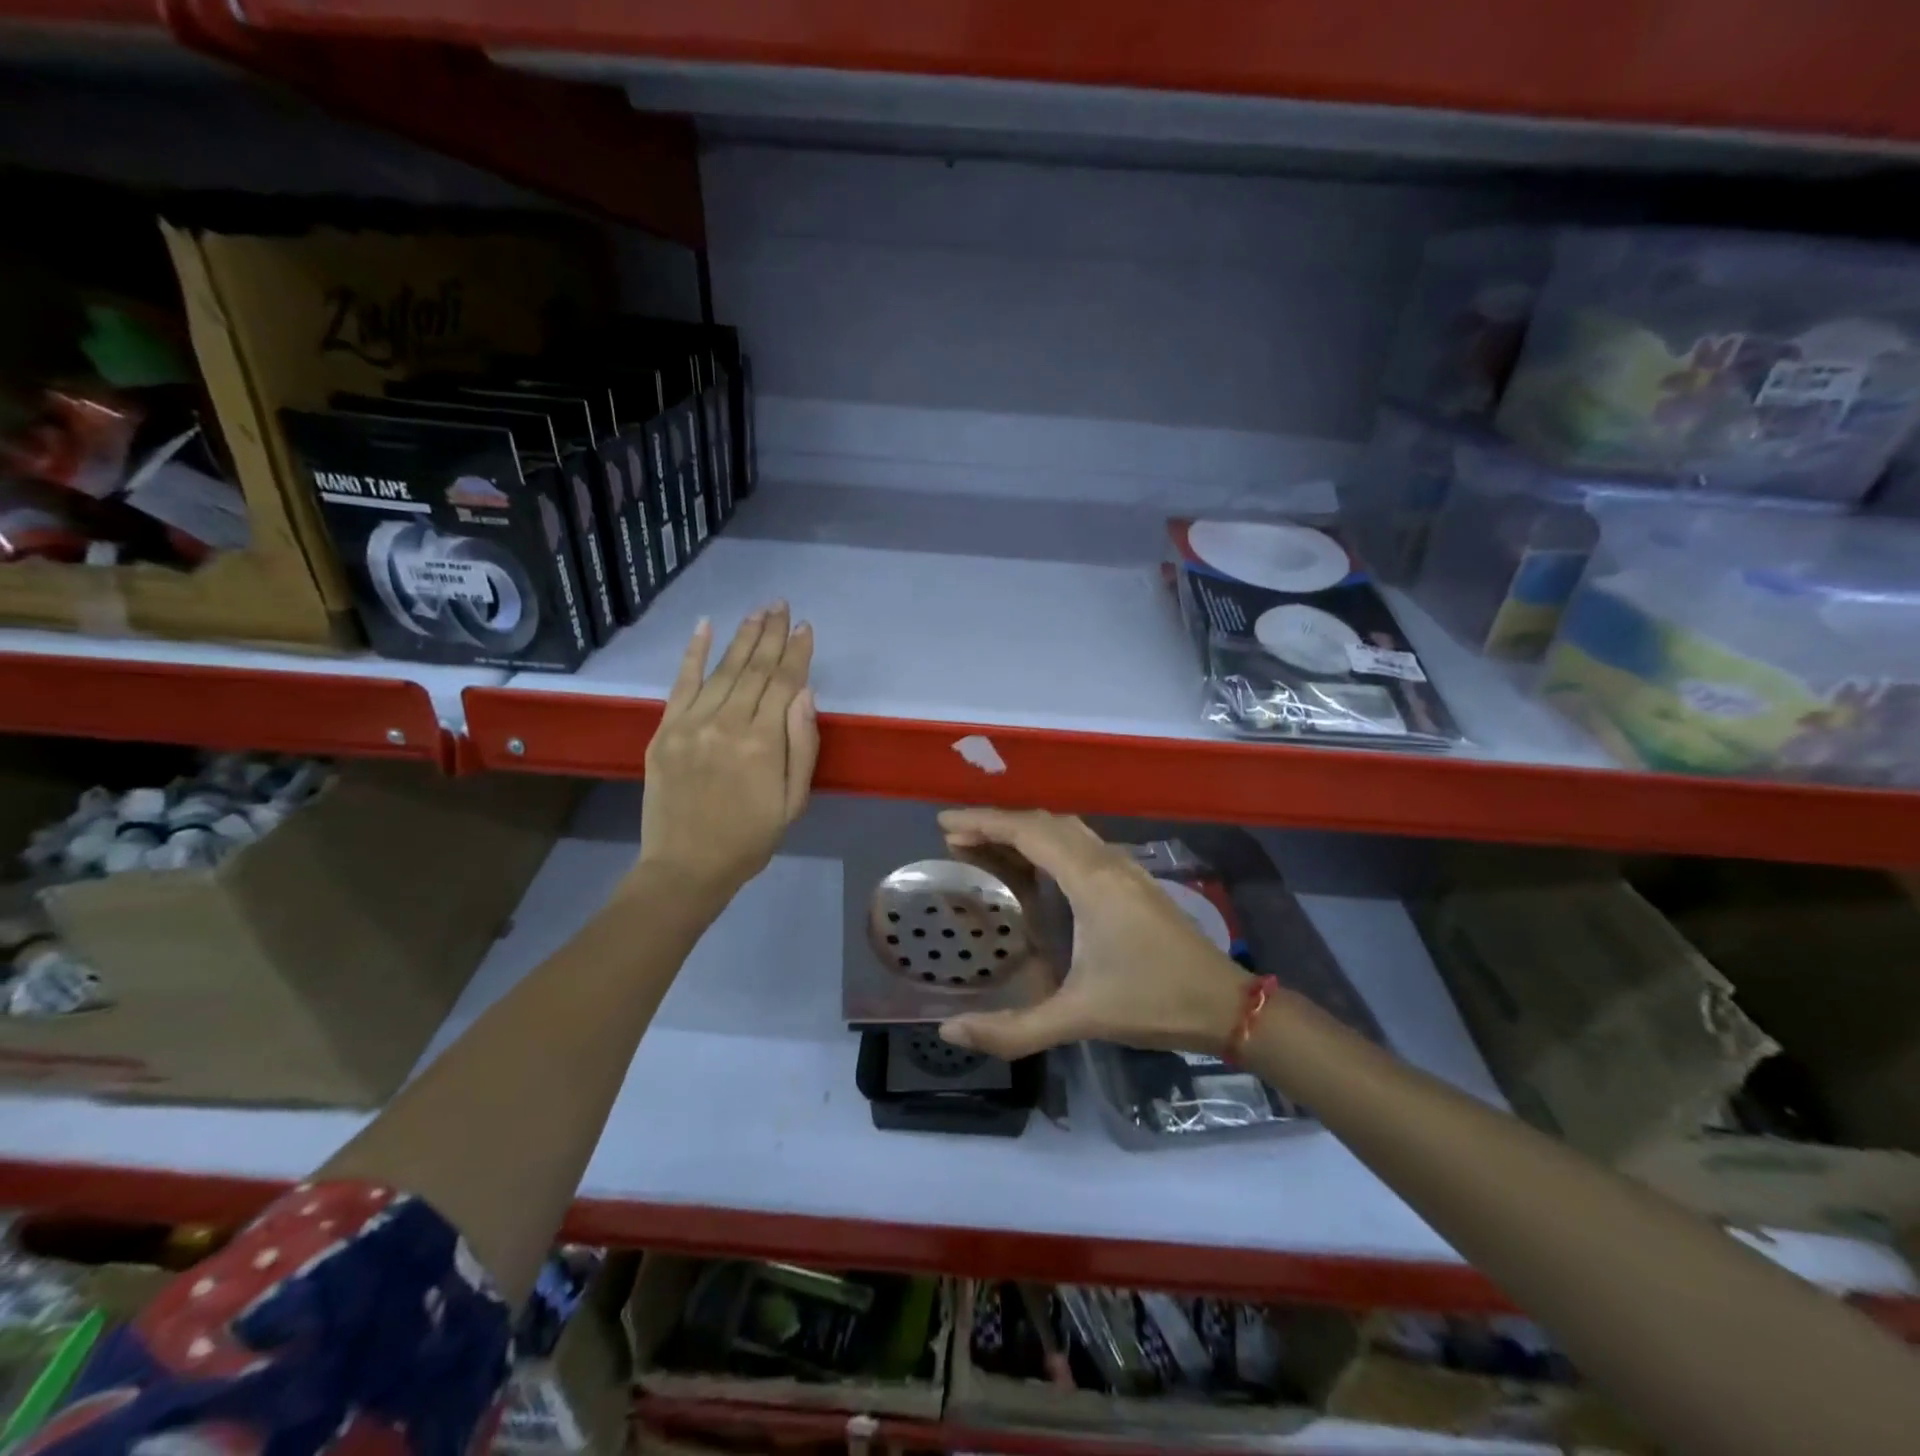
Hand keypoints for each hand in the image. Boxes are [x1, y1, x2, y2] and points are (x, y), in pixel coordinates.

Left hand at [637, 604, 817, 900]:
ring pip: (722, 669)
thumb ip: (801, 746)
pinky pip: (681, 683)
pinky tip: (704, 627)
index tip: (805, 627)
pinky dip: (693, 653)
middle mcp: (726, 723)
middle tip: (782, 605)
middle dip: (771, 634)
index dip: (796, 653)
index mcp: (762, 743)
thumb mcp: (793, 802)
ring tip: (757, 611)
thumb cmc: (750, 839)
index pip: (784, 684)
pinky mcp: (664, 730)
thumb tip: (804, 694)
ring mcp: (691, 724)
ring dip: (741, 637)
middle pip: (754, 668)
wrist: (686, 867)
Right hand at [934, 808, 1249, 1059]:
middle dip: (998, 823)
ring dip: (1025, 830)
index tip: (945, 823)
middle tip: (956, 839)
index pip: (1028, 831)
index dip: (984, 821)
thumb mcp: (1079, 1018)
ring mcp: (1124, 868)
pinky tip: (1037, 870)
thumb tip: (950, 1031)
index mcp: (1090, 880)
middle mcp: (1106, 862)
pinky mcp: (1134, 881)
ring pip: (1066, 830)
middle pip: (1044, 822)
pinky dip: (1048, 843)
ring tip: (988, 848)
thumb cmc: (1152, 1002)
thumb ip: (1013, 1030)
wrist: (1225, 1005)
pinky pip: (1081, 844)